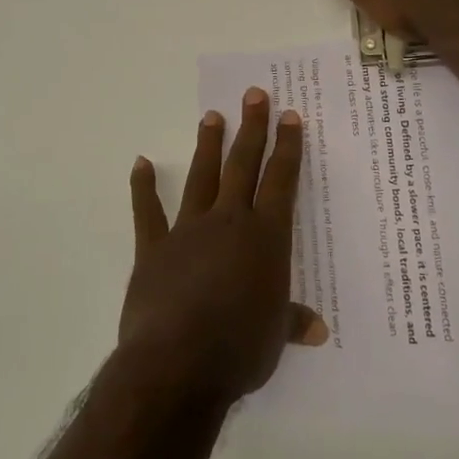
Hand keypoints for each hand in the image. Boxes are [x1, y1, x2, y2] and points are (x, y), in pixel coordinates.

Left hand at [121, 88, 327, 403]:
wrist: (176, 365)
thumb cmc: (238, 350)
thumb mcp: (274, 337)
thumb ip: (292, 321)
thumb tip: (317, 329)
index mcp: (265, 237)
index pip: (281, 181)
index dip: (287, 147)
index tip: (290, 116)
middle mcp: (229, 222)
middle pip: (243, 165)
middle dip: (251, 128)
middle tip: (254, 94)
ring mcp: (188, 231)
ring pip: (202, 177)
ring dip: (208, 145)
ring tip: (211, 115)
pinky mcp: (154, 249)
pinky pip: (149, 212)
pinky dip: (143, 187)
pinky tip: (141, 163)